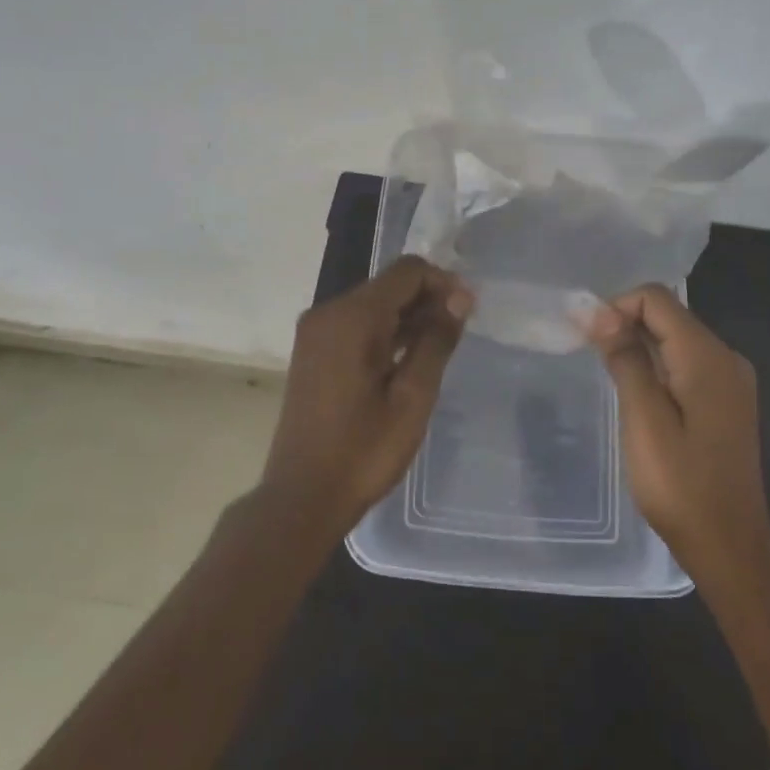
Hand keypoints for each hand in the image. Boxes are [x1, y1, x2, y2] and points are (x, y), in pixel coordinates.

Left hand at [260, 256, 473, 541]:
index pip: (406, 271)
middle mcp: (328, 312)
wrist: (301, 498)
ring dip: (407, 316)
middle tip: (459, 331)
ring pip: (372, 304)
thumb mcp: (412, 397)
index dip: (442, 282)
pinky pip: (355, 324)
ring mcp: (315, 332)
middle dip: (426, 298)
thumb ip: (436, 340)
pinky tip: (407, 358)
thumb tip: (459, 297)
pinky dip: (384, 331)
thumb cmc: (362, 451)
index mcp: (351, 317)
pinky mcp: (312, 351)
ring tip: (439, 346)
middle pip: (387, 284)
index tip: (468, 311)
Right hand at [588, 285, 769, 597]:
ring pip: (676, 339)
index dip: (616, 308)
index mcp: (707, 356)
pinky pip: (687, 364)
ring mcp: (732, 380)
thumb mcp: (643, 419)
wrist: (730, 547)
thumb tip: (597, 310)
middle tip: (593, 361)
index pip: (656, 299)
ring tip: (611, 381)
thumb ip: (624, 358)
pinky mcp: (728, 401)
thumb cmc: (681, 485)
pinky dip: (658, 367)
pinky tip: (640, 398)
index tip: (588, 341)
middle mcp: (726, 357)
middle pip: (668, 315)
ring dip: (640, 347)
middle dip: (625, 325)